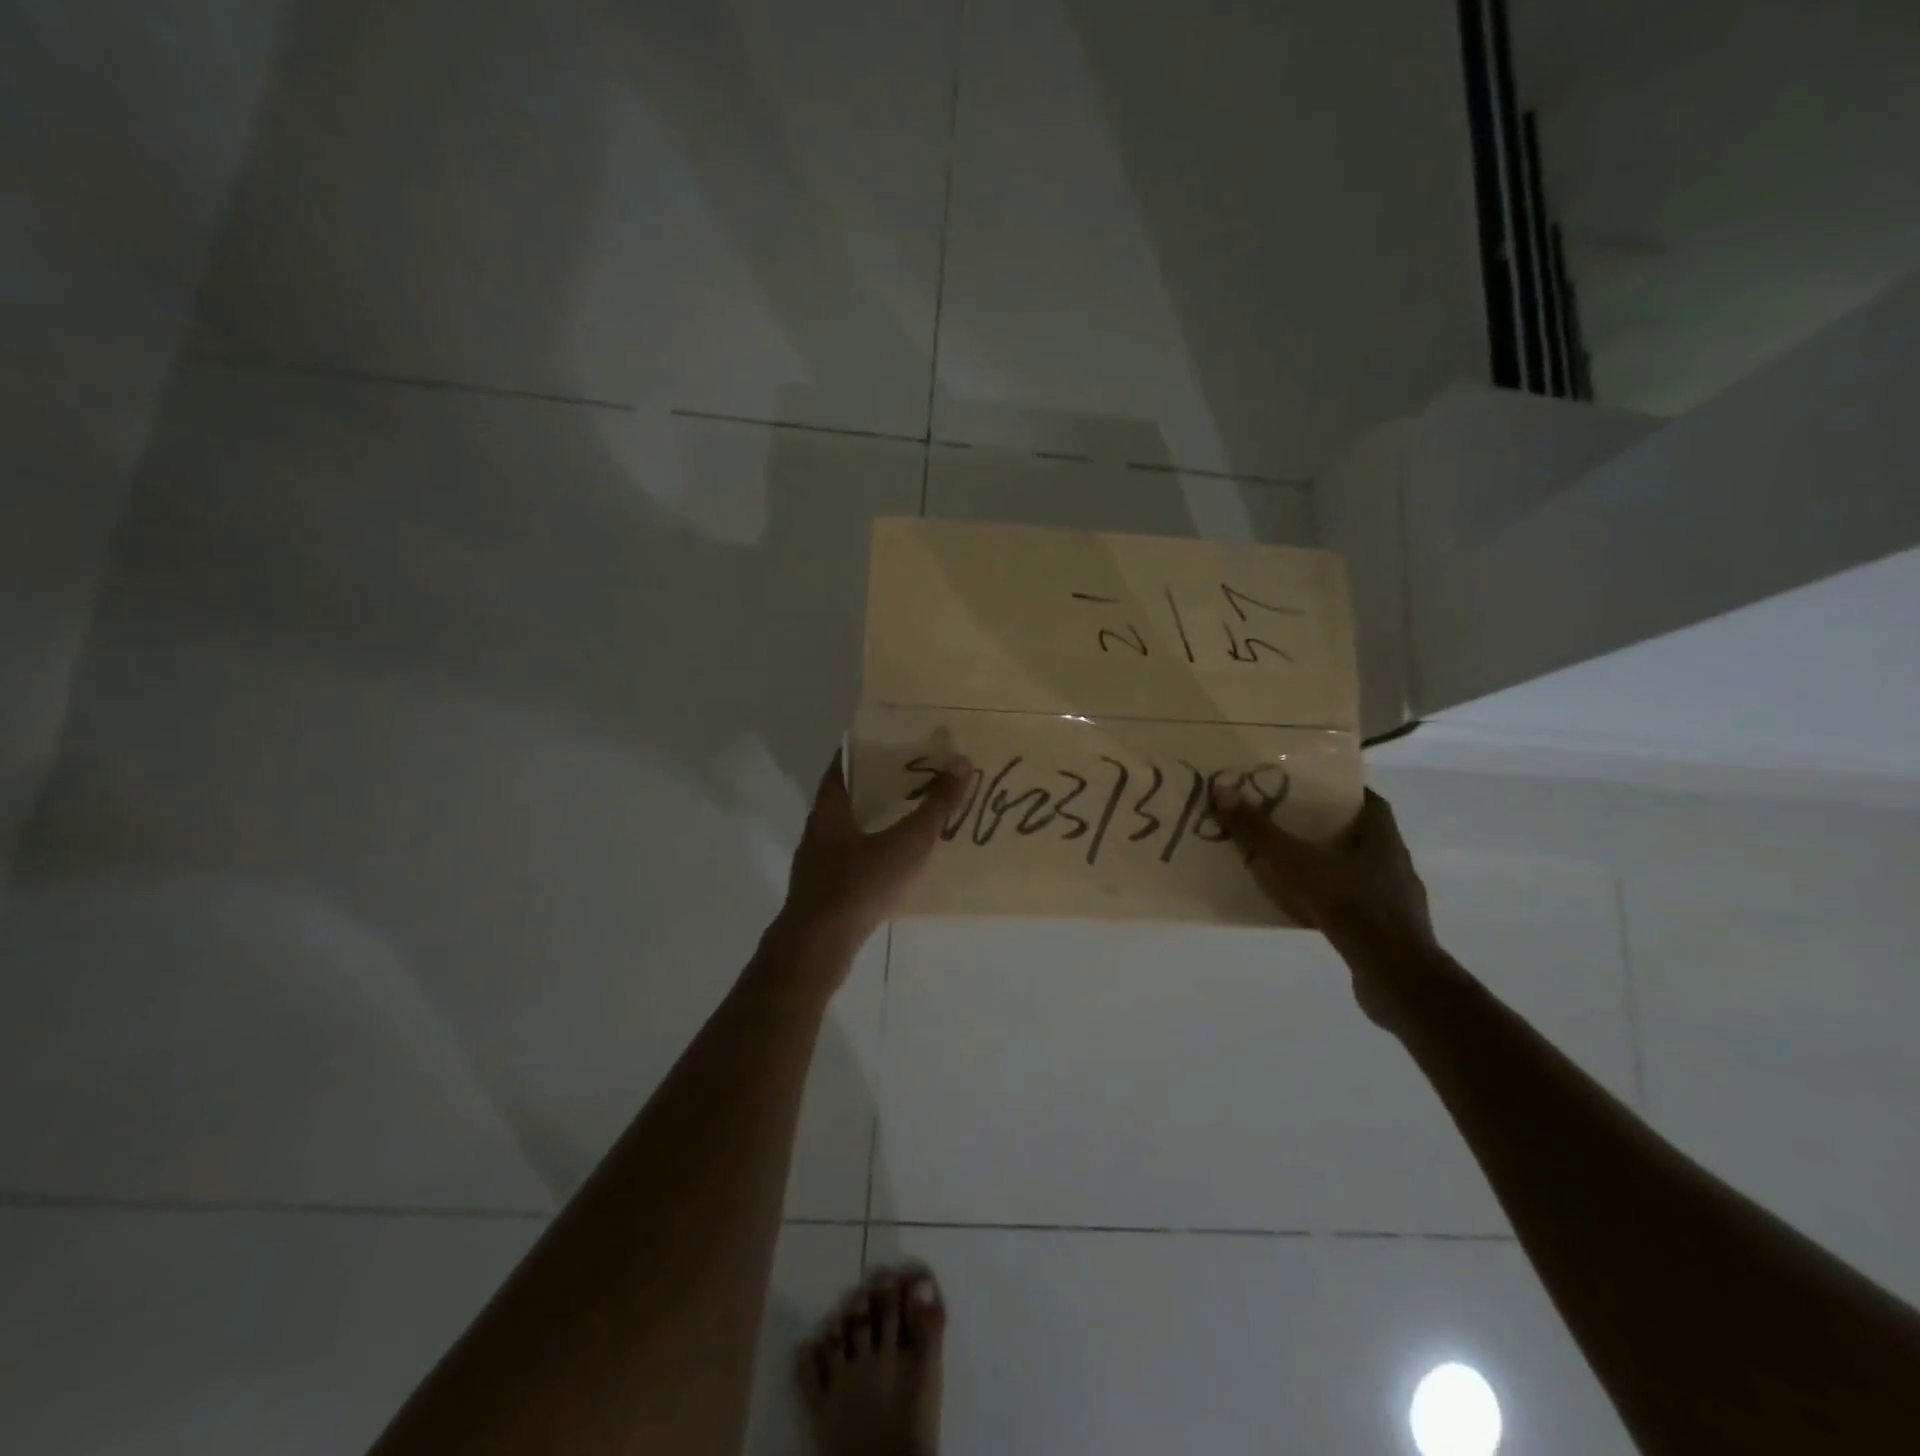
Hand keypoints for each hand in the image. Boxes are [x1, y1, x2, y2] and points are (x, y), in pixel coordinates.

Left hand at [768, 751, 970, 972]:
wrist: (817, 948)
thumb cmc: (859, 884)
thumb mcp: (906, 842)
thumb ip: (935, 805)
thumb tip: (961, 762)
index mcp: (829, 809)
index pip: (844, 764)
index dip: (866, 749)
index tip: (895, 741)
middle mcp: (818, 831)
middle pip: (847, 797)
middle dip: (878, 786)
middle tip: (915, 776)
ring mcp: (817, 864)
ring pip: (849, 831)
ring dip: (876, 821)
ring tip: (912, 816)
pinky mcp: (824, 893)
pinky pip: (851, 861)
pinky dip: (873, 853)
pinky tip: (898, 864)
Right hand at [1213, 786, 1436, 1027]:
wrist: (1395, 976)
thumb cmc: (1351, 906)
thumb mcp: (1296, 863)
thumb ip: (1259, 831)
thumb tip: (1221, 791)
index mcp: (1383, 840)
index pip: (1370, 803)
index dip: (1344, 792)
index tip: (1313, 789)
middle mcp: (1395, 865)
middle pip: (1361, 836)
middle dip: (1328, 828)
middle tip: (1289, 823)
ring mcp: (1396, 901)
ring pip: (1358, 872)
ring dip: (1329, 867)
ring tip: (1291, 866)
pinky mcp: (1387, 933)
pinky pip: (1354, 906)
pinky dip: (1331, 901)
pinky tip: (1305, 909)